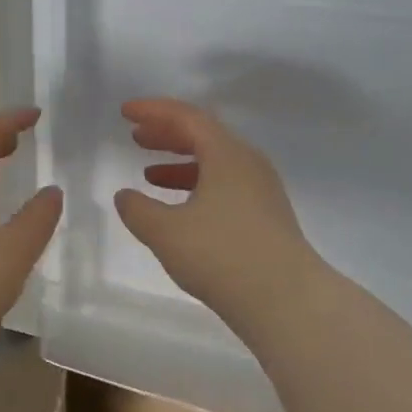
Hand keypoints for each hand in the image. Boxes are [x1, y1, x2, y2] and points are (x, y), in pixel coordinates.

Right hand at [113, 98, 323, 325]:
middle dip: (167, 134)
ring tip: (150, 174)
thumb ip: (139, 210)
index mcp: (227, 154)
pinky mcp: (267, 216)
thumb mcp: (168, 233)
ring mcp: (262, 190)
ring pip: (216, 163)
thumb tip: (125, 196)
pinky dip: (198, 186)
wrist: (287, 300)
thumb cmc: (222, 256)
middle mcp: (248, 163)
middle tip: (136, 137)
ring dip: (181, 163)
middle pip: (204, 135)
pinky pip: (226, 185)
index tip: (125, 112)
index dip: (153, 111)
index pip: (187, 117)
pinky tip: (180, 209)